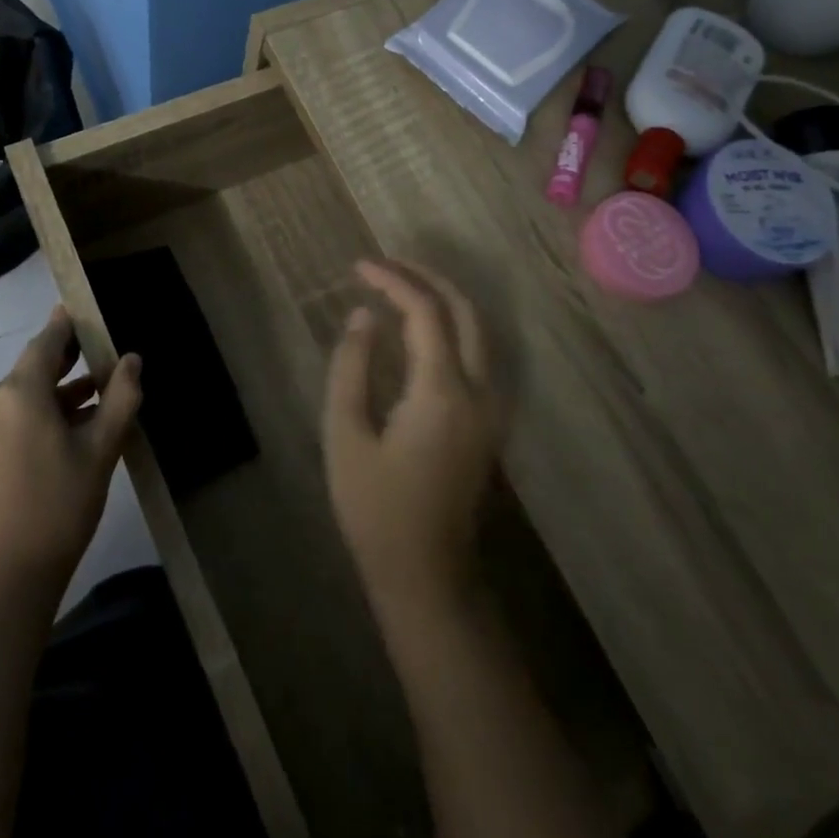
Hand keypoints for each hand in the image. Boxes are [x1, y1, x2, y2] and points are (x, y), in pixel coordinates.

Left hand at [0, 306, 141, 598]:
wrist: (2, 582)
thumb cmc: (59, 509)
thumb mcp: (100, 452)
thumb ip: (120, 398)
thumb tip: (131, 359)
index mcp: (17, 393)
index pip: (46, 342)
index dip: (66, 325)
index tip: (82, 310)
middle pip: (31, 370)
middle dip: (66, 364)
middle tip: (99, 357)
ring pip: (19, 397)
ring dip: (53, 396)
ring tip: (93, 402)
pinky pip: (5, 419)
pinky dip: (33, 417)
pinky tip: (63, 433)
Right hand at [323, 260, 507, 618]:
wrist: (426, 573)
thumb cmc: (375, 508)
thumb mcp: (345, 436)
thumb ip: (352, 368)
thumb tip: (363, 317)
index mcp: (442, 393)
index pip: (425, 312)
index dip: (392, 280)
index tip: (359, 267)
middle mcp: (480, 391)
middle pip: (465, 310)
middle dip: (426, 277)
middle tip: (384, 265)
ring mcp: (493, 407)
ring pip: (479, 329)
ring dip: (443, 298)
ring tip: (400, 284)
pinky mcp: (491, 421)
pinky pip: (479, 353)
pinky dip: (452, 324)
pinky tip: (421, 325)